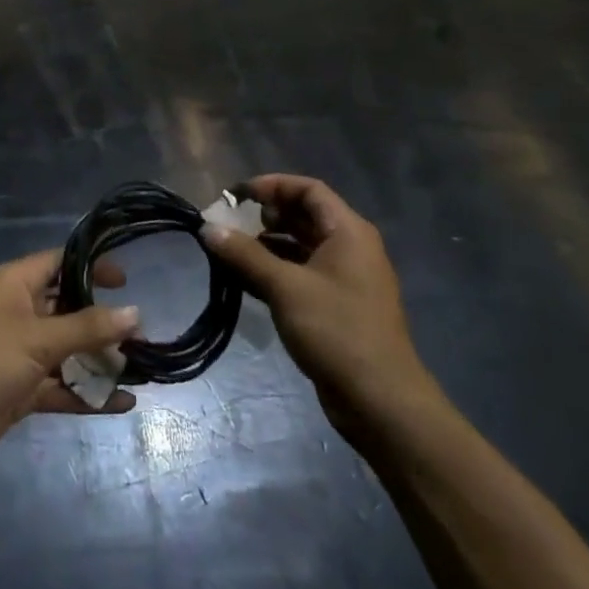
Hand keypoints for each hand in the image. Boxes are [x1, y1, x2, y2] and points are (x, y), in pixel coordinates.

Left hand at [0, 249, 139, 467]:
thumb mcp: (37, 338)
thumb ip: (87, 328)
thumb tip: (135, 313)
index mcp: (15, 284)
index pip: (59, 263)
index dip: (91, 266)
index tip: (127, 280)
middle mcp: (19, 312)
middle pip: (68, 308)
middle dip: (103, 322)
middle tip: (143, 335)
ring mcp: (20, 352)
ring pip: (68, 351)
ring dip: (100, 361)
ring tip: (143, 370)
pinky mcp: (21, 389)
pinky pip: (61, 386)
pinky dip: (87, 394)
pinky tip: (122, 403)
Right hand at [203, 173, 439, 442]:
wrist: (381, 402)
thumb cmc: (336, 331)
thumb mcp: (285, 287)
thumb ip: (245, 254)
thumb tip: (207, 228)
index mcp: (348, 232)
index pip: (308, 189)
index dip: (271, 185)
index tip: (236, 196)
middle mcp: (350, 248)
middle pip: (303, 216)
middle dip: (263, 216)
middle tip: (227, 224)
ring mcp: (344, 279)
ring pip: (299, 246)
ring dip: (265, 245)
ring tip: (229, 252)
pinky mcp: (336, 306)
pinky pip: (300, 274)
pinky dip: (273, 271)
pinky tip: (244, 280)